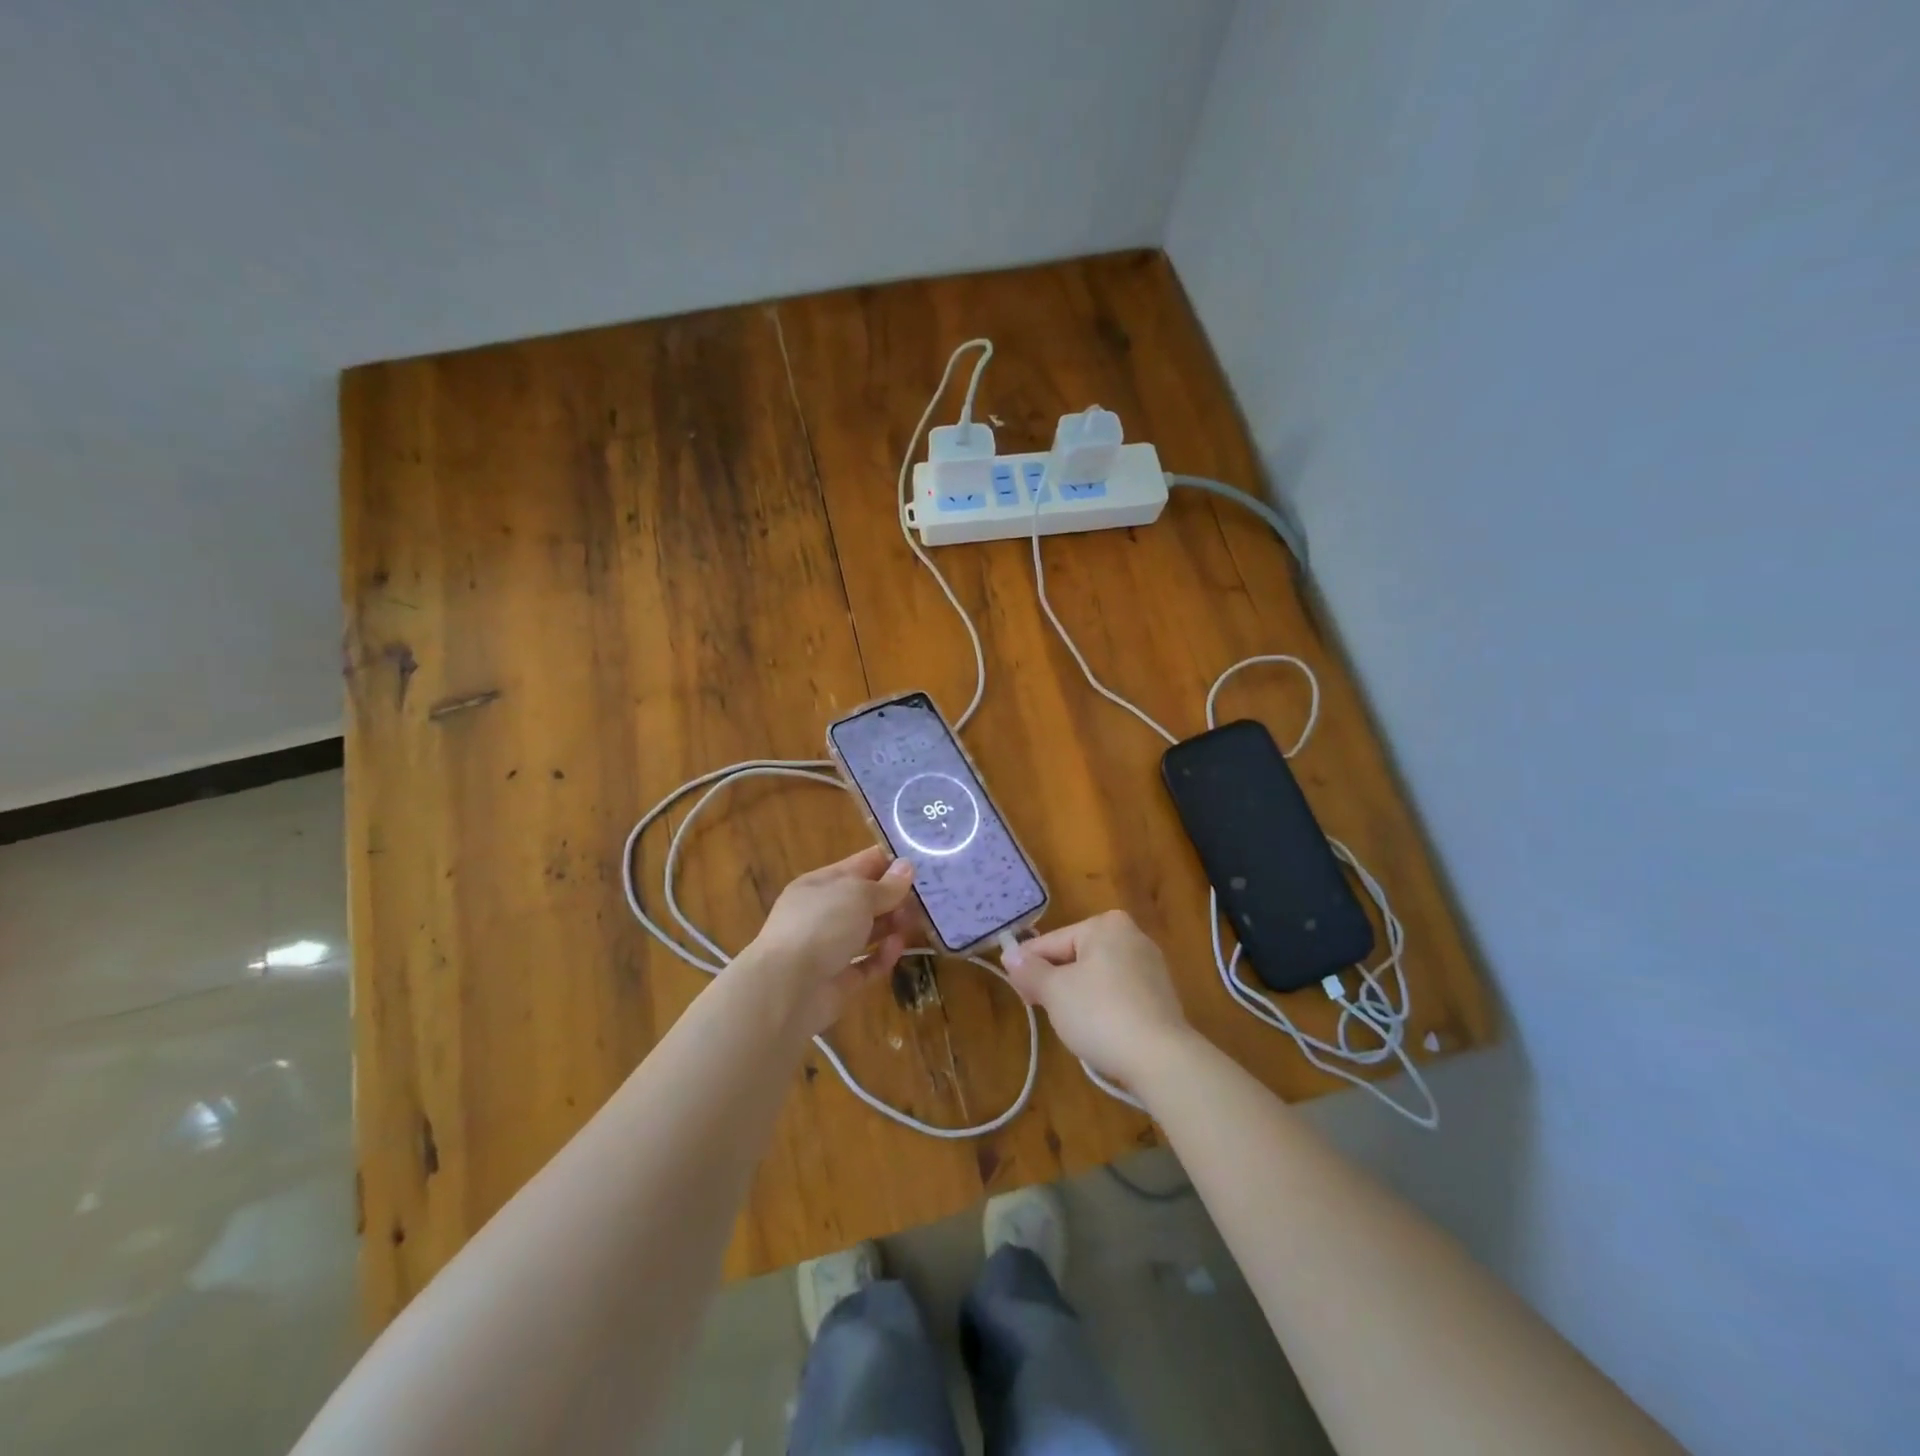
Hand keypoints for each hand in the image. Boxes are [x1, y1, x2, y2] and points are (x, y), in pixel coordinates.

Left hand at [740, 846, 916, 1035]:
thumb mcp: (857, 895)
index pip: (860, 865)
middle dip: (895, 896)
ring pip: (868, 931)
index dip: (889, 862)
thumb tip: (906, 867)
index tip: (923, 861)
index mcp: (820, 884)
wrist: (786, 989)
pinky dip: (883, 956)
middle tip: (930, 896)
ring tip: (918, 921)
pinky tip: (898, 947)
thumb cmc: (820, 926)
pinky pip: (867, 964)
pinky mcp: (839, 980)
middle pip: (866, 899)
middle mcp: (823, 913)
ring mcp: (830, 948)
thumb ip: (885, 885)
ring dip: (892, 924)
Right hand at [1002, 911, 1192, 1088]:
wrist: (1160, 1059)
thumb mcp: (1054, 991)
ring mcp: (1151, 966)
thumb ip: (1029, 970)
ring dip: (1076, 994)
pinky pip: (1118, 993)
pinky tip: (1095, 1028)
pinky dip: (1102, 1006)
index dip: (1028, 965)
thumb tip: (1009, 954)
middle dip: (1054, 980)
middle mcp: (1132, 935)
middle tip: (1035, 1006)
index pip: (1053, 941)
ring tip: (1064, 1021)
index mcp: (1106, 924)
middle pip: (1076, 956)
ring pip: (1096, 976)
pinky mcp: (1160, 996)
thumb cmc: (1100, 1013)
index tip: (1014, 989)